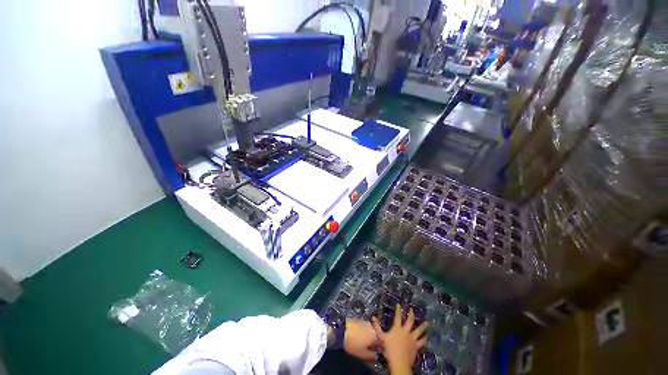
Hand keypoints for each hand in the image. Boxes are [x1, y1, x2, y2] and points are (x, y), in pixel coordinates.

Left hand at [344, 319, 379, 361]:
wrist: (341, 329)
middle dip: (373, 341)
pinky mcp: (359, 320)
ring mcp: (365, 322)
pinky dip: (363, 332)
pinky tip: (357, 336)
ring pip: (370, 331)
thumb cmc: (353, 343)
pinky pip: (364, 327)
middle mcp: (372, 326)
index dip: (379, 348)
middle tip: (368, 348)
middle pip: (376, 335)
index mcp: (375, 335)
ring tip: (361, 342)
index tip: (375, 352)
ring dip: (368, 336)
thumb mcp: (363, 354)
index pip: (382, 342)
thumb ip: (372, 356)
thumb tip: (378, 357)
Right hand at [371, 304, 427, 374]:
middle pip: (410, 321)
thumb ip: (377, 327)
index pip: (397, 316)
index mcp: (397, 328)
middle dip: (411, 314)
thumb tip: (373, 317)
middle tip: (412, 309)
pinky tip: (427, 337)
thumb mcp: (381, 337)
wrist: (399, 361)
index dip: (398, 310)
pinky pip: (422, 341)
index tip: (399, 304)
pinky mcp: (416, 346)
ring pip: (419, 330)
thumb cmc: (389, 349)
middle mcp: (406, 331)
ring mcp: (412, 338)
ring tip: (427, 323)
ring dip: (423, 326)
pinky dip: (424, 339)